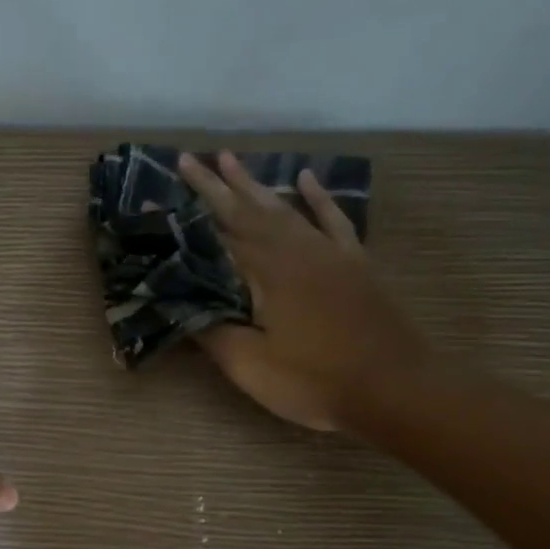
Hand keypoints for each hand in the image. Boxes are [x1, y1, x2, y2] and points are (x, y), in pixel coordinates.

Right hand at [178, 151, 433, 431]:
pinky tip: (306, 178)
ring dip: (254, 184)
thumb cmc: (315, 381)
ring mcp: (328, 253)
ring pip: (284, 208)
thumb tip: (179, 304)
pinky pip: (333, 219)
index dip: (183, 221)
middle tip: (186, 159)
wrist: (395, 390)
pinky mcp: (354, 263)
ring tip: (228, 158)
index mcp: (266, 273)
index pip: (213, 239)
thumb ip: (212, 331)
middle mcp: (294, 250)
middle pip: (246, 211)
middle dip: (213, 185)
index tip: (153, 198)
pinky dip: (318, 198)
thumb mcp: (250, 366)